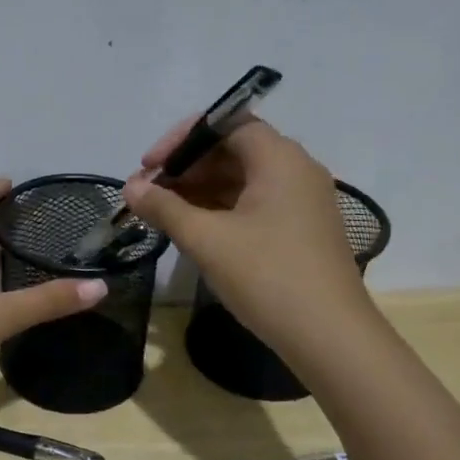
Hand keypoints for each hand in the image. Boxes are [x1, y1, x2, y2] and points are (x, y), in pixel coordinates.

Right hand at [122, 119, 367, 347]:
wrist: (329, 336)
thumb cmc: (266, 276)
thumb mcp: (207, 239)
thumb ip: (164, 208)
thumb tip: (130, 187)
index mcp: (279, 158)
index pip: (225, 123)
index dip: (181, 139)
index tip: (149, 165)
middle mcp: (296, 170)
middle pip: (232, 150)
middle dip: (186, 167)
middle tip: (147, 193)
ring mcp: (301, 201)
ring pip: (241, 179)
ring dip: (199, 190)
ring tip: (161, 213)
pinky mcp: (300, 229)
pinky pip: (254, 204)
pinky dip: (220, 209)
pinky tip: (192, 229)